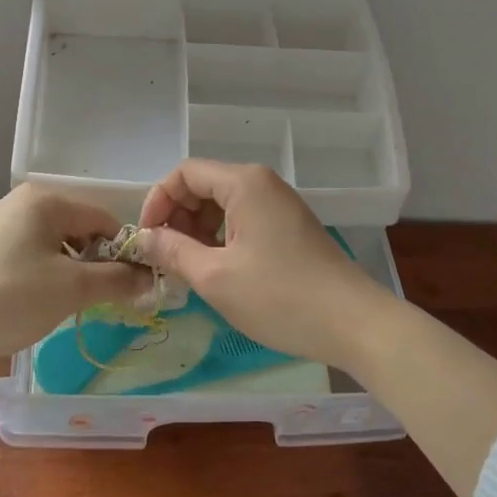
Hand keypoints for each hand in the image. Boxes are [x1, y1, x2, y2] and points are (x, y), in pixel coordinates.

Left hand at [0, 184, 153, 359]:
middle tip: (93, 299)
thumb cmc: (9, 298)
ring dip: (65, 270)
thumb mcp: (71, 290)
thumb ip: (116, 280)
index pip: (102, 218)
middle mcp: (18, 201)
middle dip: (91, 262)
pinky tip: (27, 303)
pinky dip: (37, 274)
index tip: (130, 286)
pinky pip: (23, 252)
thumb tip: (150, 277)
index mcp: (44, 200)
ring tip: (58, 305)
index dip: (121, 251)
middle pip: (75, 228)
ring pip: (49, 243)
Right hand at [135, 160, 392, 368]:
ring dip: (197, 232)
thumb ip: (173, 251)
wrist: (353, 323)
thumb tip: (143, 239)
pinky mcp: (288, 228)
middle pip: (203, 186)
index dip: (157, 201)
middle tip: (165, 259)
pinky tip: (217, 272)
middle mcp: (261, 184)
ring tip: (188, 269)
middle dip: (177, 218)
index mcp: (244, 183)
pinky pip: (242, 221)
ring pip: (222, 206)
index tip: (146, 240)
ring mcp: (278, 205)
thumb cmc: (280, 297)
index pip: (184, 173)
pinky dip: (221, 240)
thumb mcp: (215, 277)